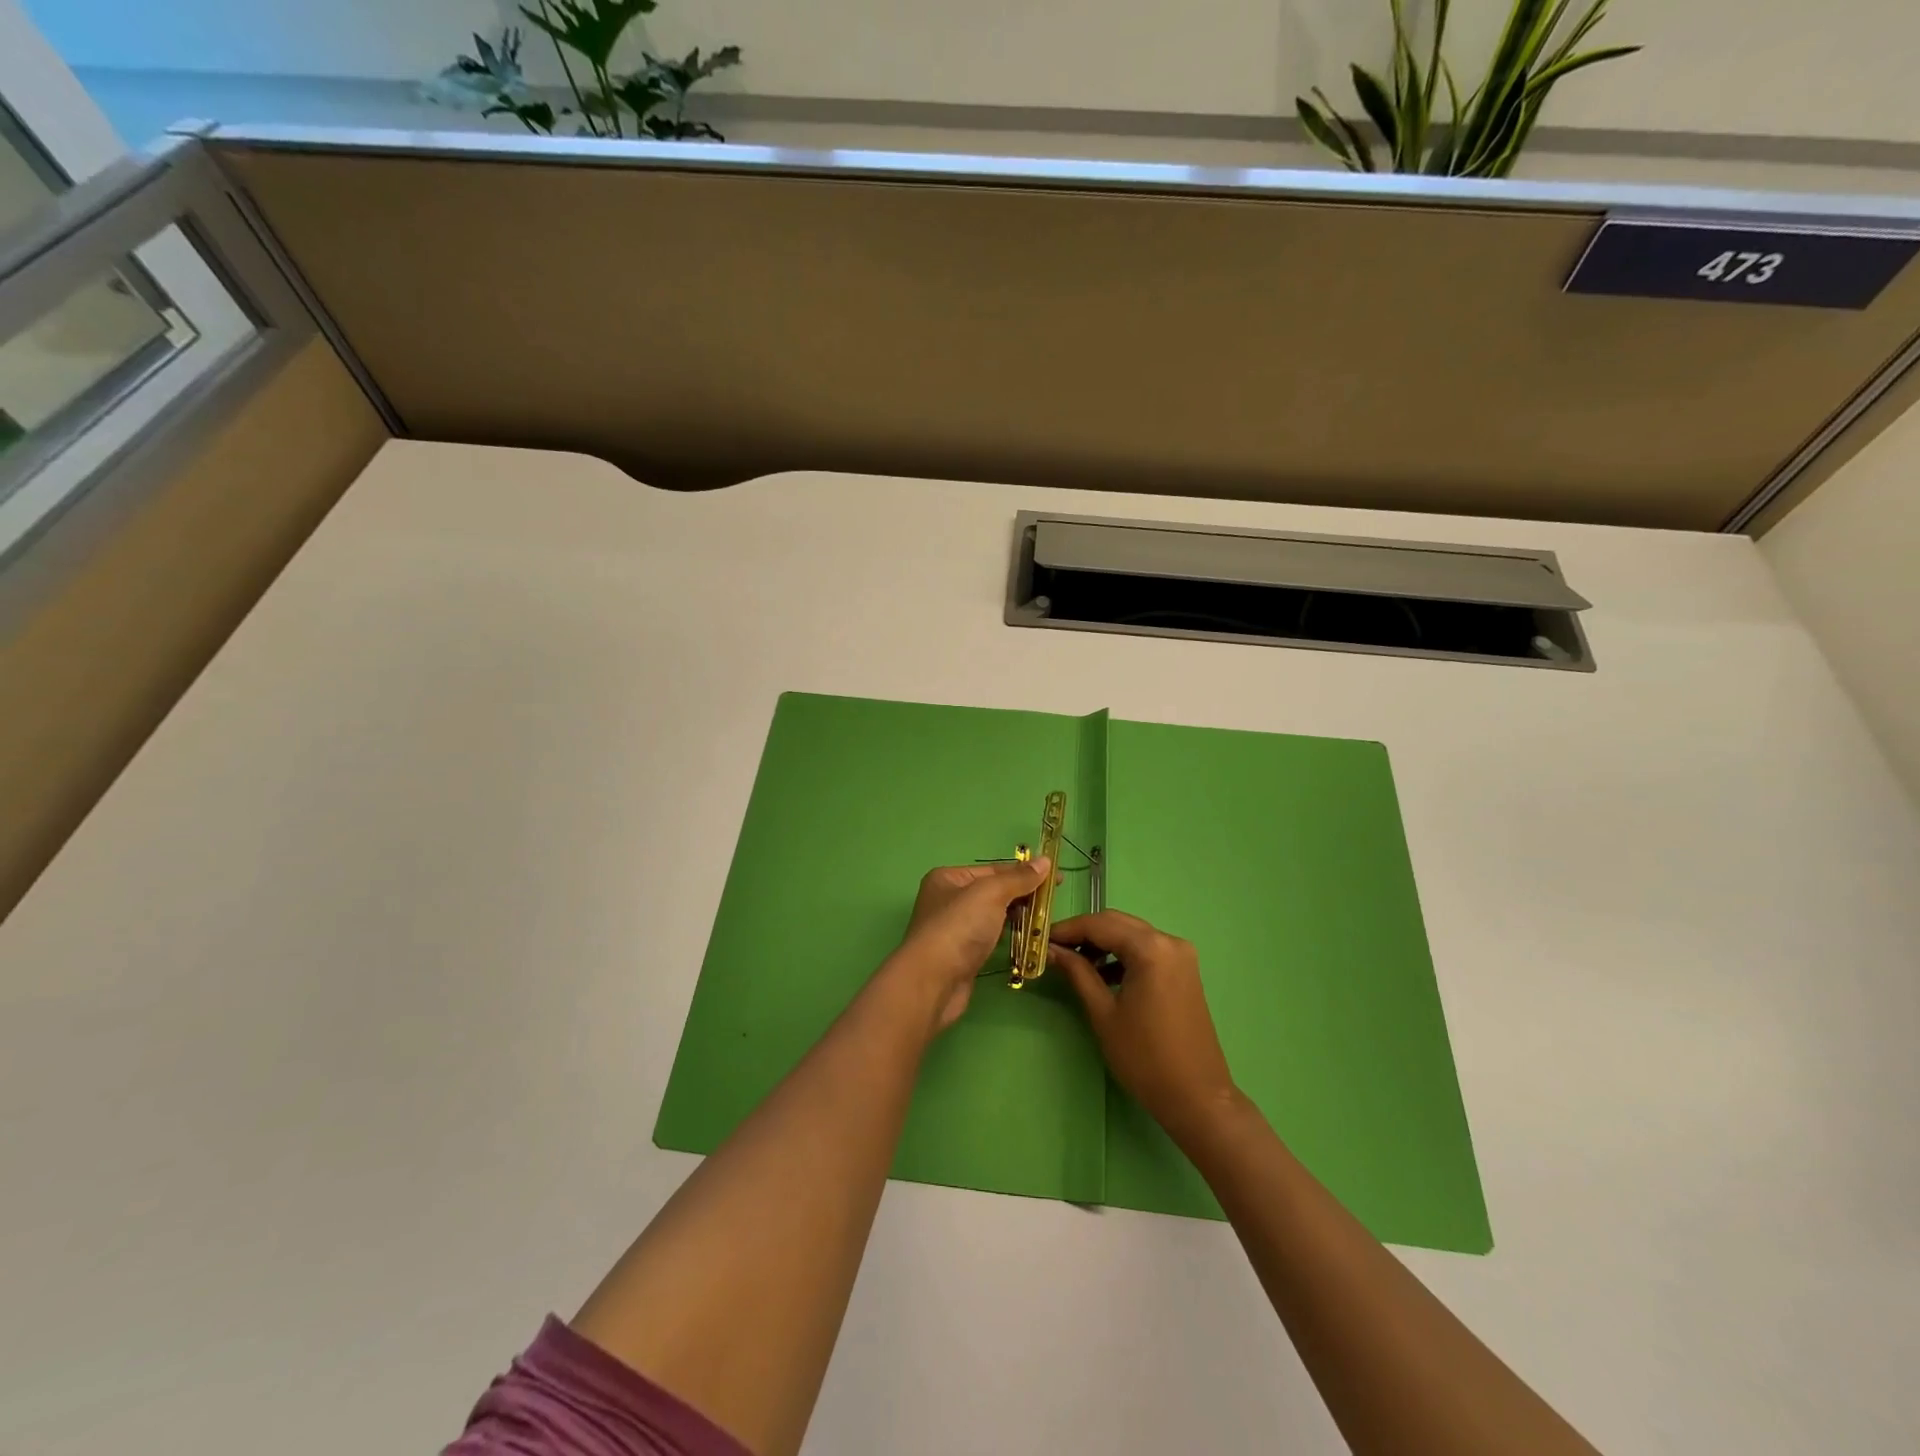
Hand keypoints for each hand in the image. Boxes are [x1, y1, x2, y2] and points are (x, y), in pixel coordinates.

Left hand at [881, 859, 1051, 1033]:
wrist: (933, 982)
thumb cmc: (959, 928)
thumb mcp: (991, 893)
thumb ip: (1018, 878)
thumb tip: (1045, 861)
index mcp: (949, 878)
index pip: (994, 869)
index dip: (1026, 872)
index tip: (1056, 879)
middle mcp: (949, 900)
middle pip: (994, 892)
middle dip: (1023, 896)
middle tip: (1053, 903)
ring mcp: (955, 929)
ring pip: (994, 916)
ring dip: (1018, 918)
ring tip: (1045, 922)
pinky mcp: (963, 954)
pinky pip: (992, 938)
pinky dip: (1009, 937)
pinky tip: (1028, 941)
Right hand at [1049, 910, 1240, 1139]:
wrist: (1196, 1097)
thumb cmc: (1144, 1057)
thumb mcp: (1103, 1013)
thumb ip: (1078, 973)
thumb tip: (1051, 950)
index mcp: (1150, 948)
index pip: (1100, 924)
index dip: (1067, 929)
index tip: (1040, 938)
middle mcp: (1169, 941)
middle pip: (1117, 923)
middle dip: (1084, 932)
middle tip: (1054, 948)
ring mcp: (1181, 955)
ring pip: (1132, 935)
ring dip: (1103, 943)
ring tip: (1074, 963)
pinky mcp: (1184, 971)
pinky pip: (1147, 950)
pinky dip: (1123, 955)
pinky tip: (1103, 974)